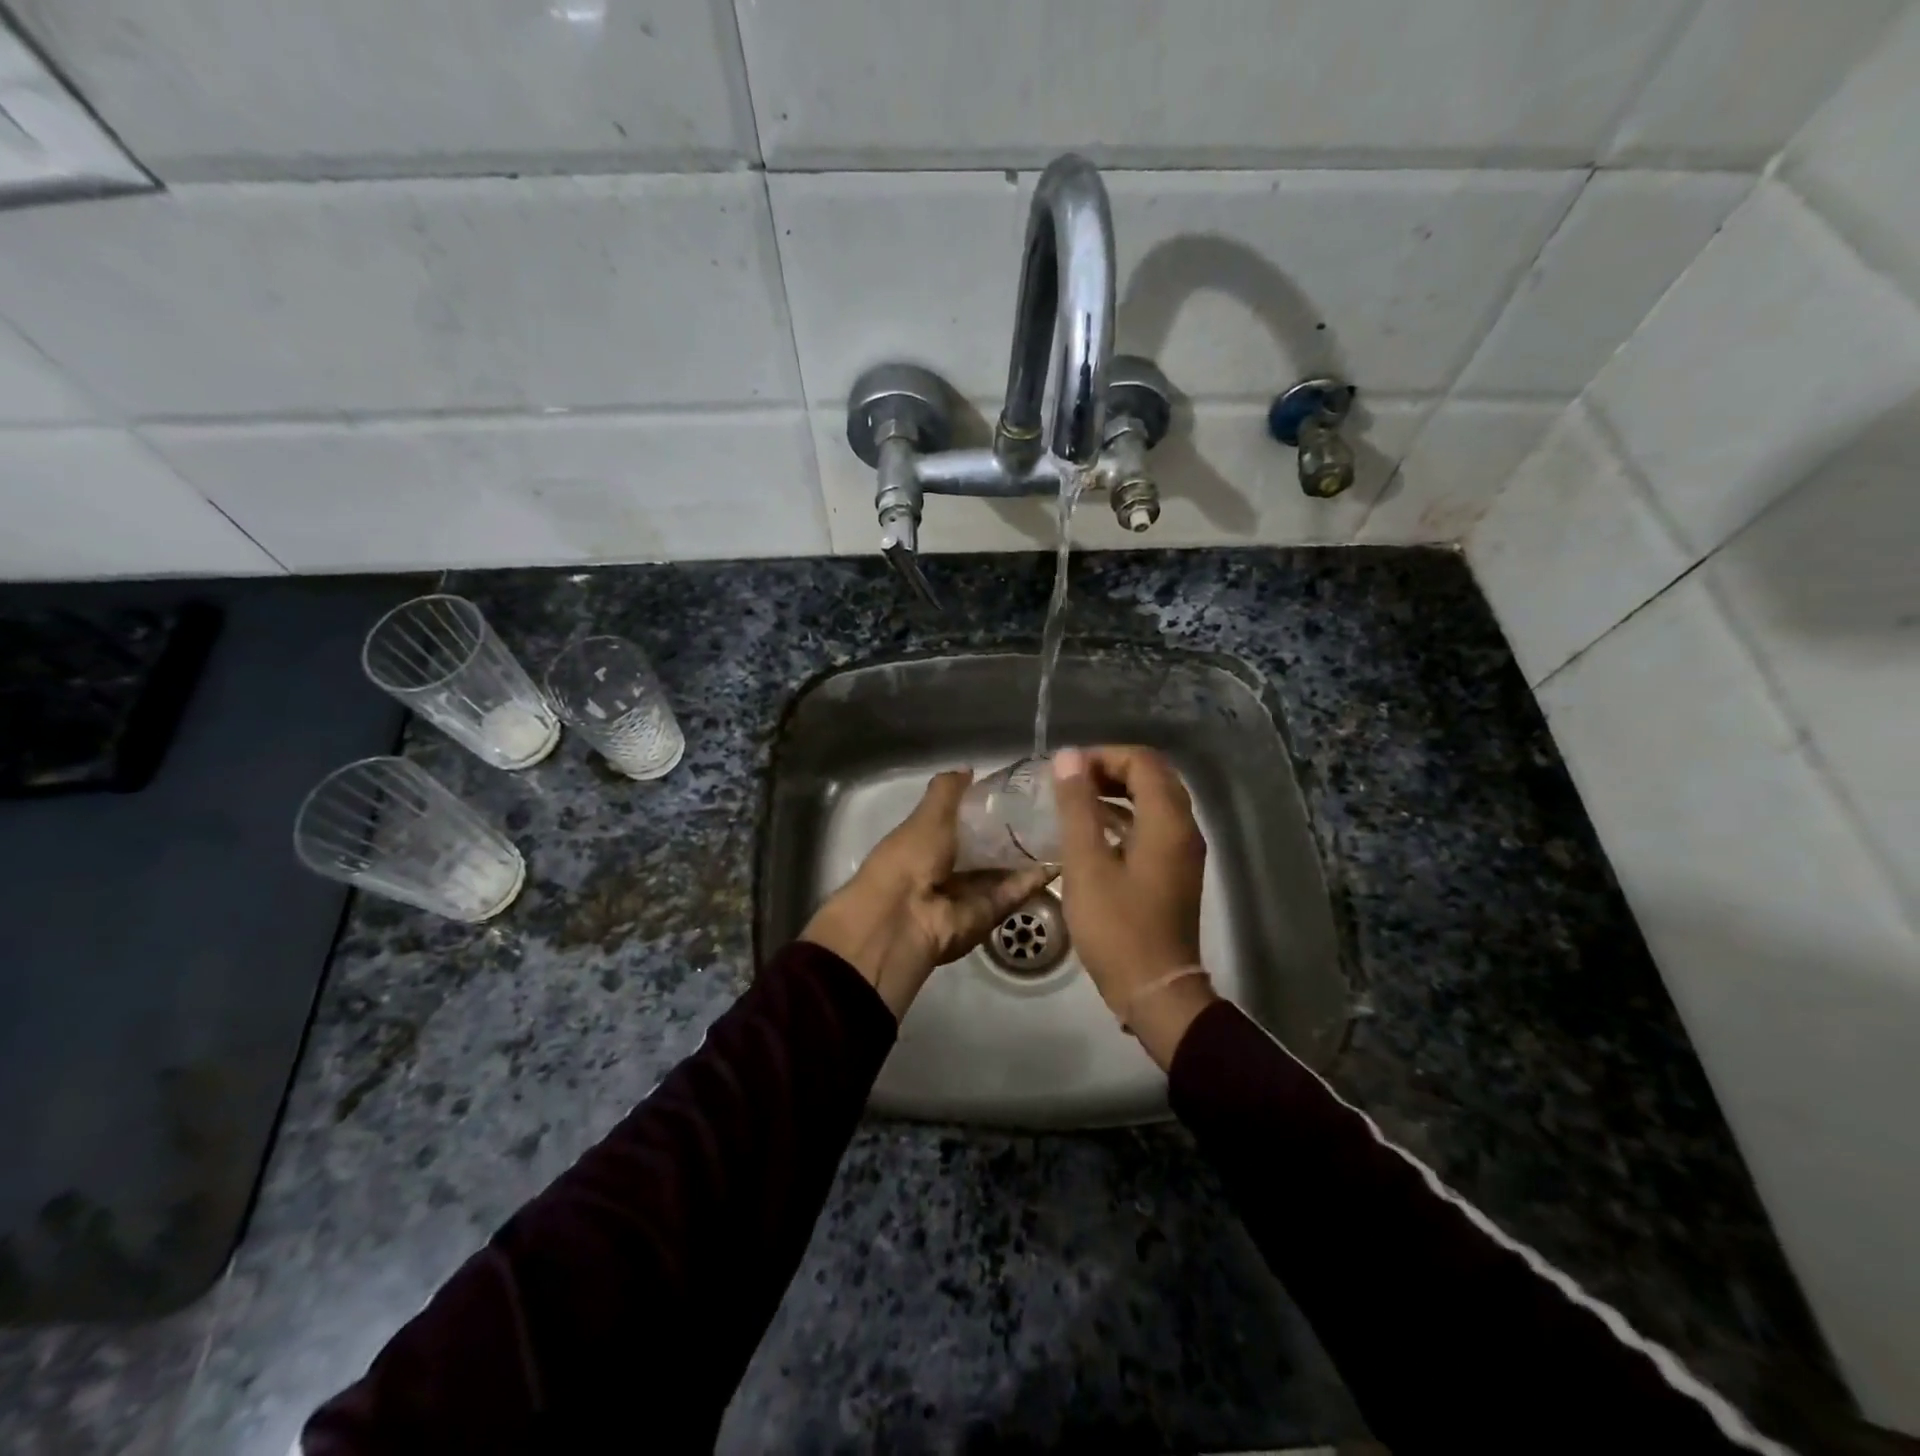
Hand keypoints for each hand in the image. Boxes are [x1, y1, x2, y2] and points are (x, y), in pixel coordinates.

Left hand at [803, 770, 1053, 1018]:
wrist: (905, 918)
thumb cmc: (910, 857)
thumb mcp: (927, 815)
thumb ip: (947, 791)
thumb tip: (968, 769)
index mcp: (926, 843)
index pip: (961, 822)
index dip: (985, 807)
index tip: (1017, 790)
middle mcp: (947, 868)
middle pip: (986, 849)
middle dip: (1013, 832)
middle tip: (1049, 809)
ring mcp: (968, 894)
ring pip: (1004, 871)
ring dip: (1029, 854)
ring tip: (1063, 828)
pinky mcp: (988, 913)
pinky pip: (1014, 892)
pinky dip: (1035, 878)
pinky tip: (1062, 856)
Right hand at [1052, 745, 1216, 1067]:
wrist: (1155, 989)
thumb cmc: (1117, 926)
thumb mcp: (1086, 863)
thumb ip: (1077, 806)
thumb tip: (1069, 756)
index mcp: (1167, 821)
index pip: (1143, 761)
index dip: (1103, 756)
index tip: (1067, 771)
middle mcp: (1184, 828)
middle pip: (1153, 776)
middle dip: (1111, 769)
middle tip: (1071, 782)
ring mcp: (1184, 851)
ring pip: (1155, 801)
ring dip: (1118, 792)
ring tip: (1076, 801)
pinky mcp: (1175, 870)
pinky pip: (1154, 825)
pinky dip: (1126, 816)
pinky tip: (1094, 831)